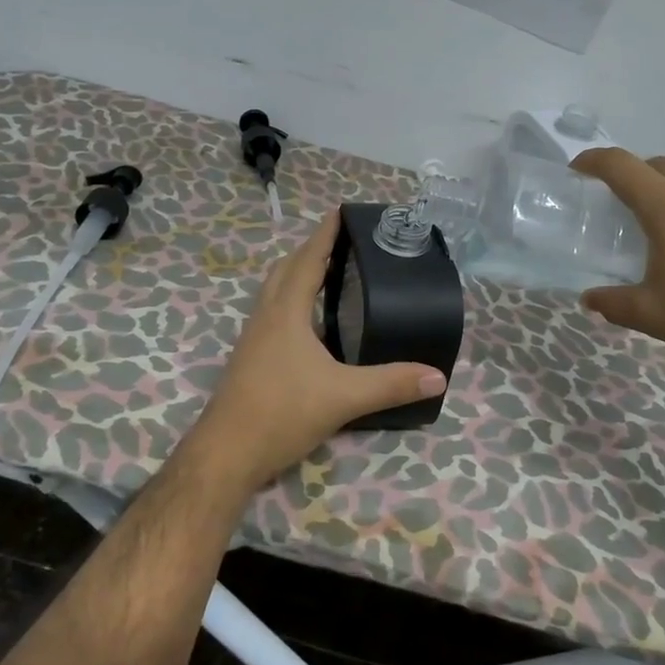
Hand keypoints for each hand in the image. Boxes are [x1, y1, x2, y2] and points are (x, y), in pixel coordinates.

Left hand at [185, 211, 447, 493]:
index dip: (325, 234)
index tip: (340, 211)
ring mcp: (253, 337)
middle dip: (311, 250)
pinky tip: (309, 324)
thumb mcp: (343, 397)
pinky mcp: (250, 358)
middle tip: (342, 243)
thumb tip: (437, 376)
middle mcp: (266, 316)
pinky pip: (272, 313)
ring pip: (275, 291)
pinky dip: (291, 301)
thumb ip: (390, 384)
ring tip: (327, 274)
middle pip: (286, 269)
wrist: (227, 452)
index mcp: (286, 312)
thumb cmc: (282, 412)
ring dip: (297, 274)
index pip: (308, 260)